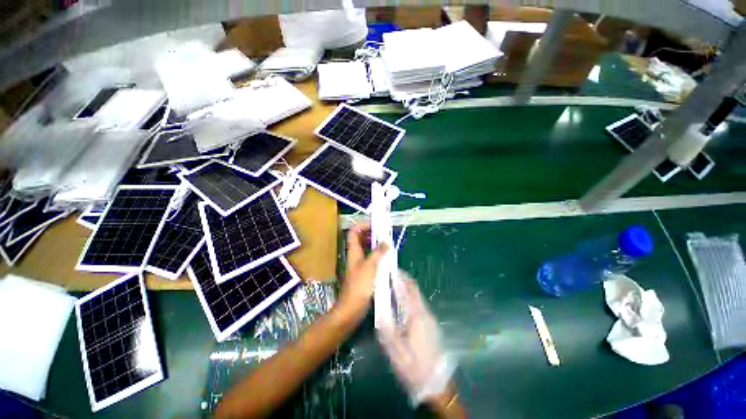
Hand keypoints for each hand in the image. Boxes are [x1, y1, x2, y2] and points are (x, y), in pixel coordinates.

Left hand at [337, 223, 388, 320]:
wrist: (352, 309)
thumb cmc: (359, 286)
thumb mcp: (370, 267)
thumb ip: (378, 252)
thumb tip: (386, 240)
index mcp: (353, 251)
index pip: (354, 231)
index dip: (363, 225)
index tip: (377, 225)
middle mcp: (356, 255)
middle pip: (361, 238)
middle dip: (373, 233)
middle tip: (386, 233)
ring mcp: (360, 264)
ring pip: (367, 248)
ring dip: (377, 244)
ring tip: (389, 243)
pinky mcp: (365, 272)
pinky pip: (371, 258)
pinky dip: (379, 255)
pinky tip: (388, 257)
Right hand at [377, 271, 456, 406]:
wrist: (438, 384)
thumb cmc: (415, 368)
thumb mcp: (396, 352)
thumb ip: (387, 329)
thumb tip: (380, 309)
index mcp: (417, 316)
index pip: (408, 289)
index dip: (400, 277)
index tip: (391, 269)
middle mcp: (425, 312)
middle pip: (414, 289)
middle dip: (404, 279)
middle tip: (391, 273)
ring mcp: (430, 318)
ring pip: (417, 296)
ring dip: (406, 287)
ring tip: (393, 284)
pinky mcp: (431, 324)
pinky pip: (419, 303)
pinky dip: (410, 296)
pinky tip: (401, 301)